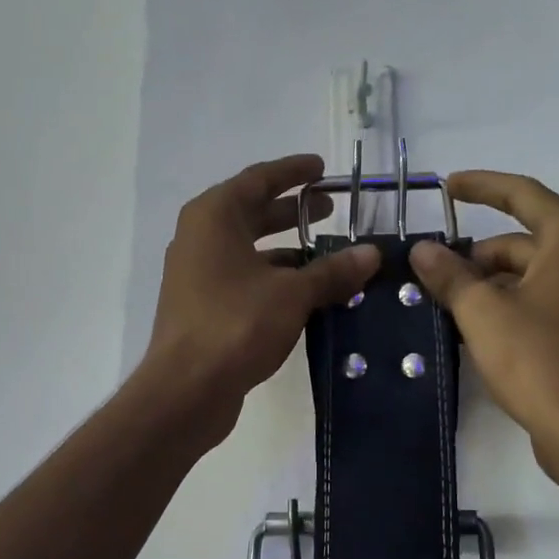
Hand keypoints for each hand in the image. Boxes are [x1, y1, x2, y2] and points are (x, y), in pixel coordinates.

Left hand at [143, 155, 379, 446]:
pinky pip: (244, 279)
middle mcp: (200, 238)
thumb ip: (332, 271)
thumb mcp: (293, 293)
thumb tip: (372, 254)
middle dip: (292, 211)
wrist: (187, 389)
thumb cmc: (237, 324)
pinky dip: (273, 279)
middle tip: (331, 210)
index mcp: (214, 216)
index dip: (293, 172)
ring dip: (286, 250)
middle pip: (251, 212)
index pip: (258, 179)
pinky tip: (305, 294)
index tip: (323, 169)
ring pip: (248, 250)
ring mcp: (197, 274)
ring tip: (327, 255)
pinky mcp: (202, 307)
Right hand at [408, 170, 558, 480]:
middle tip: (432, 275)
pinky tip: (474, 329)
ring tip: (445, 306)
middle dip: (475, 256)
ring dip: (487, 285)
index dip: (481, 186)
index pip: (522, 194)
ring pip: (528, 275)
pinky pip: (539, 302)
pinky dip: (507, 306)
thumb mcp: (482, 312)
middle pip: (521, 241)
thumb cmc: (537, 358)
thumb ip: (449, 275)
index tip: (446, 187)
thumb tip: (421, 250)